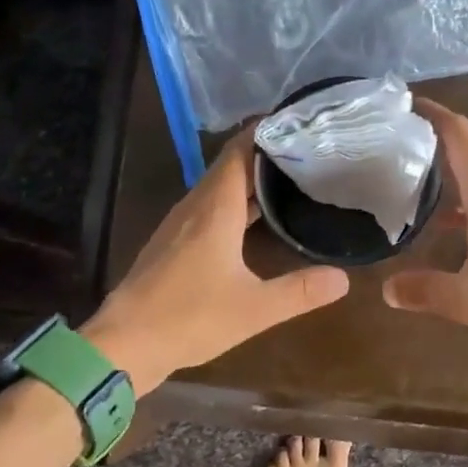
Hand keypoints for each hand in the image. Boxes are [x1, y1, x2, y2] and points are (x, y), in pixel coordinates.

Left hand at [83, 131, 349, 391]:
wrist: (124, 344)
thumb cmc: (189, 318)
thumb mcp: (254, 308)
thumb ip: (299, 291)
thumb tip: (343, 278)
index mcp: (214, 208)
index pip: (240, 151)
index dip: (267, 132)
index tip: (300, 122)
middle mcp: (195, 207)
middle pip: (230, 165)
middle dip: (266, 154)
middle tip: (308, 152)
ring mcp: (179, 225)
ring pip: (219, 188)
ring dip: (250, 180)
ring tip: (289, 179)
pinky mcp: (172, 244)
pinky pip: (209, 208)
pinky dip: (235, 203)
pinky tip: (254, 219)